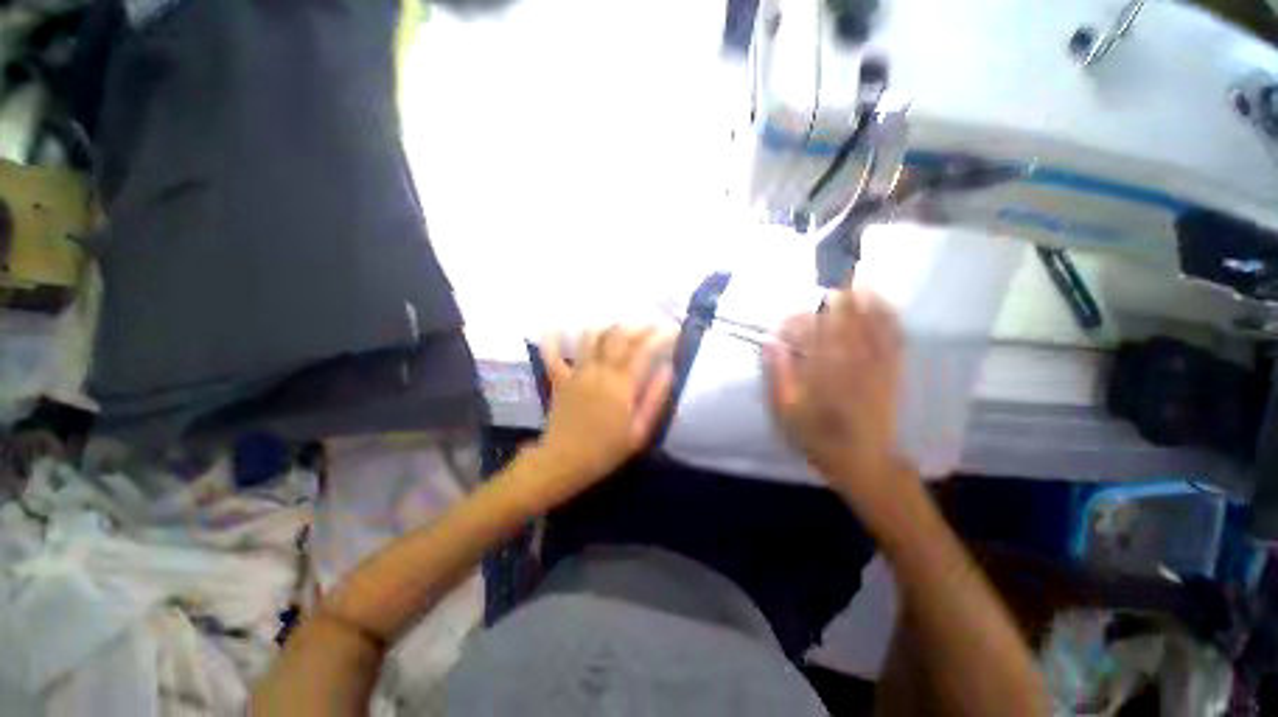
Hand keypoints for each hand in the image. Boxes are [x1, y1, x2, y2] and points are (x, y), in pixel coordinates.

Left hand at [536, 325, 675, 490]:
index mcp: (622, 384)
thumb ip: (655, 398)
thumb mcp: (640, 431)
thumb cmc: (606, 450)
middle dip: (637, 326)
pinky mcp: (559, 378)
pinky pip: (552, 354)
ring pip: (590, 337)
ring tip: (617, 327)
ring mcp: (577, 372)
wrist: (565, 461)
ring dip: (606, 327)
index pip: (643, 349)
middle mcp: (600, 370)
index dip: (659, 335)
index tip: (671, 329)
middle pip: (619, 336)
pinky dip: (552, 340)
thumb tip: (668, 370)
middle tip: (649, 326)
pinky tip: (555, 329)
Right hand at [763, 287, 908, 502]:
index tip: (783, 325)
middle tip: (823, 284)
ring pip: (868, 322)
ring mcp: (874, 363)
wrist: (863, 462)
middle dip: (832, 299)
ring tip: (852, 281)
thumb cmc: (817, 438)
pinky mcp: (891, 369)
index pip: (808, 331)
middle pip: (841, 319)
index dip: (795, 321)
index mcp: (821, 370)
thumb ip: (777, 375)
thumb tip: (770, 343)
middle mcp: (849, 360)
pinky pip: (892, 336)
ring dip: (860, 299)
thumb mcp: (785, 412)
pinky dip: (886, 315)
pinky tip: (880, 302)